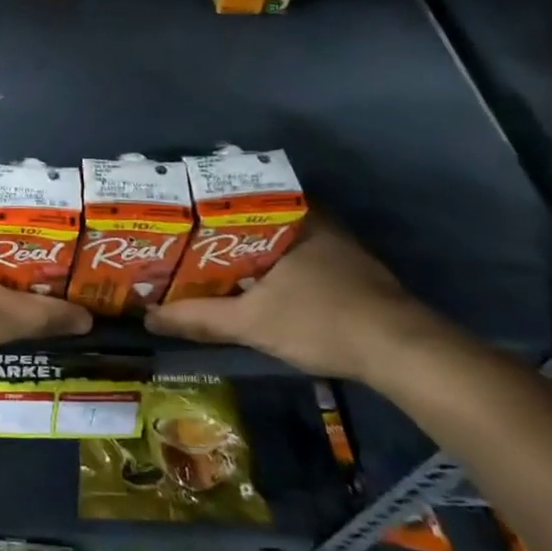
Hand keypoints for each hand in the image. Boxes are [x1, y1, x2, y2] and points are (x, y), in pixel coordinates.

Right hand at [145, 216, 452, 382]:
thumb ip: (199, 318)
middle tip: (187, 243)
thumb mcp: (251, 323)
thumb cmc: (320, 321)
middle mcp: (314, 220)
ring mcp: (337, 243)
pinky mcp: (352, 269)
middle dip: (222, 230)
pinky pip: (298, 254)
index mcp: (289, 217)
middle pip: (256, 217)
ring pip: (279, 237)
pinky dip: (274, 263)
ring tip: (212, 262)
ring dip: (250, 248)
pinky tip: (257, 283)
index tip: (177, 217)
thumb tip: (149, 318)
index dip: (203, 207)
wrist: (402, 353)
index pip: (236, 197)